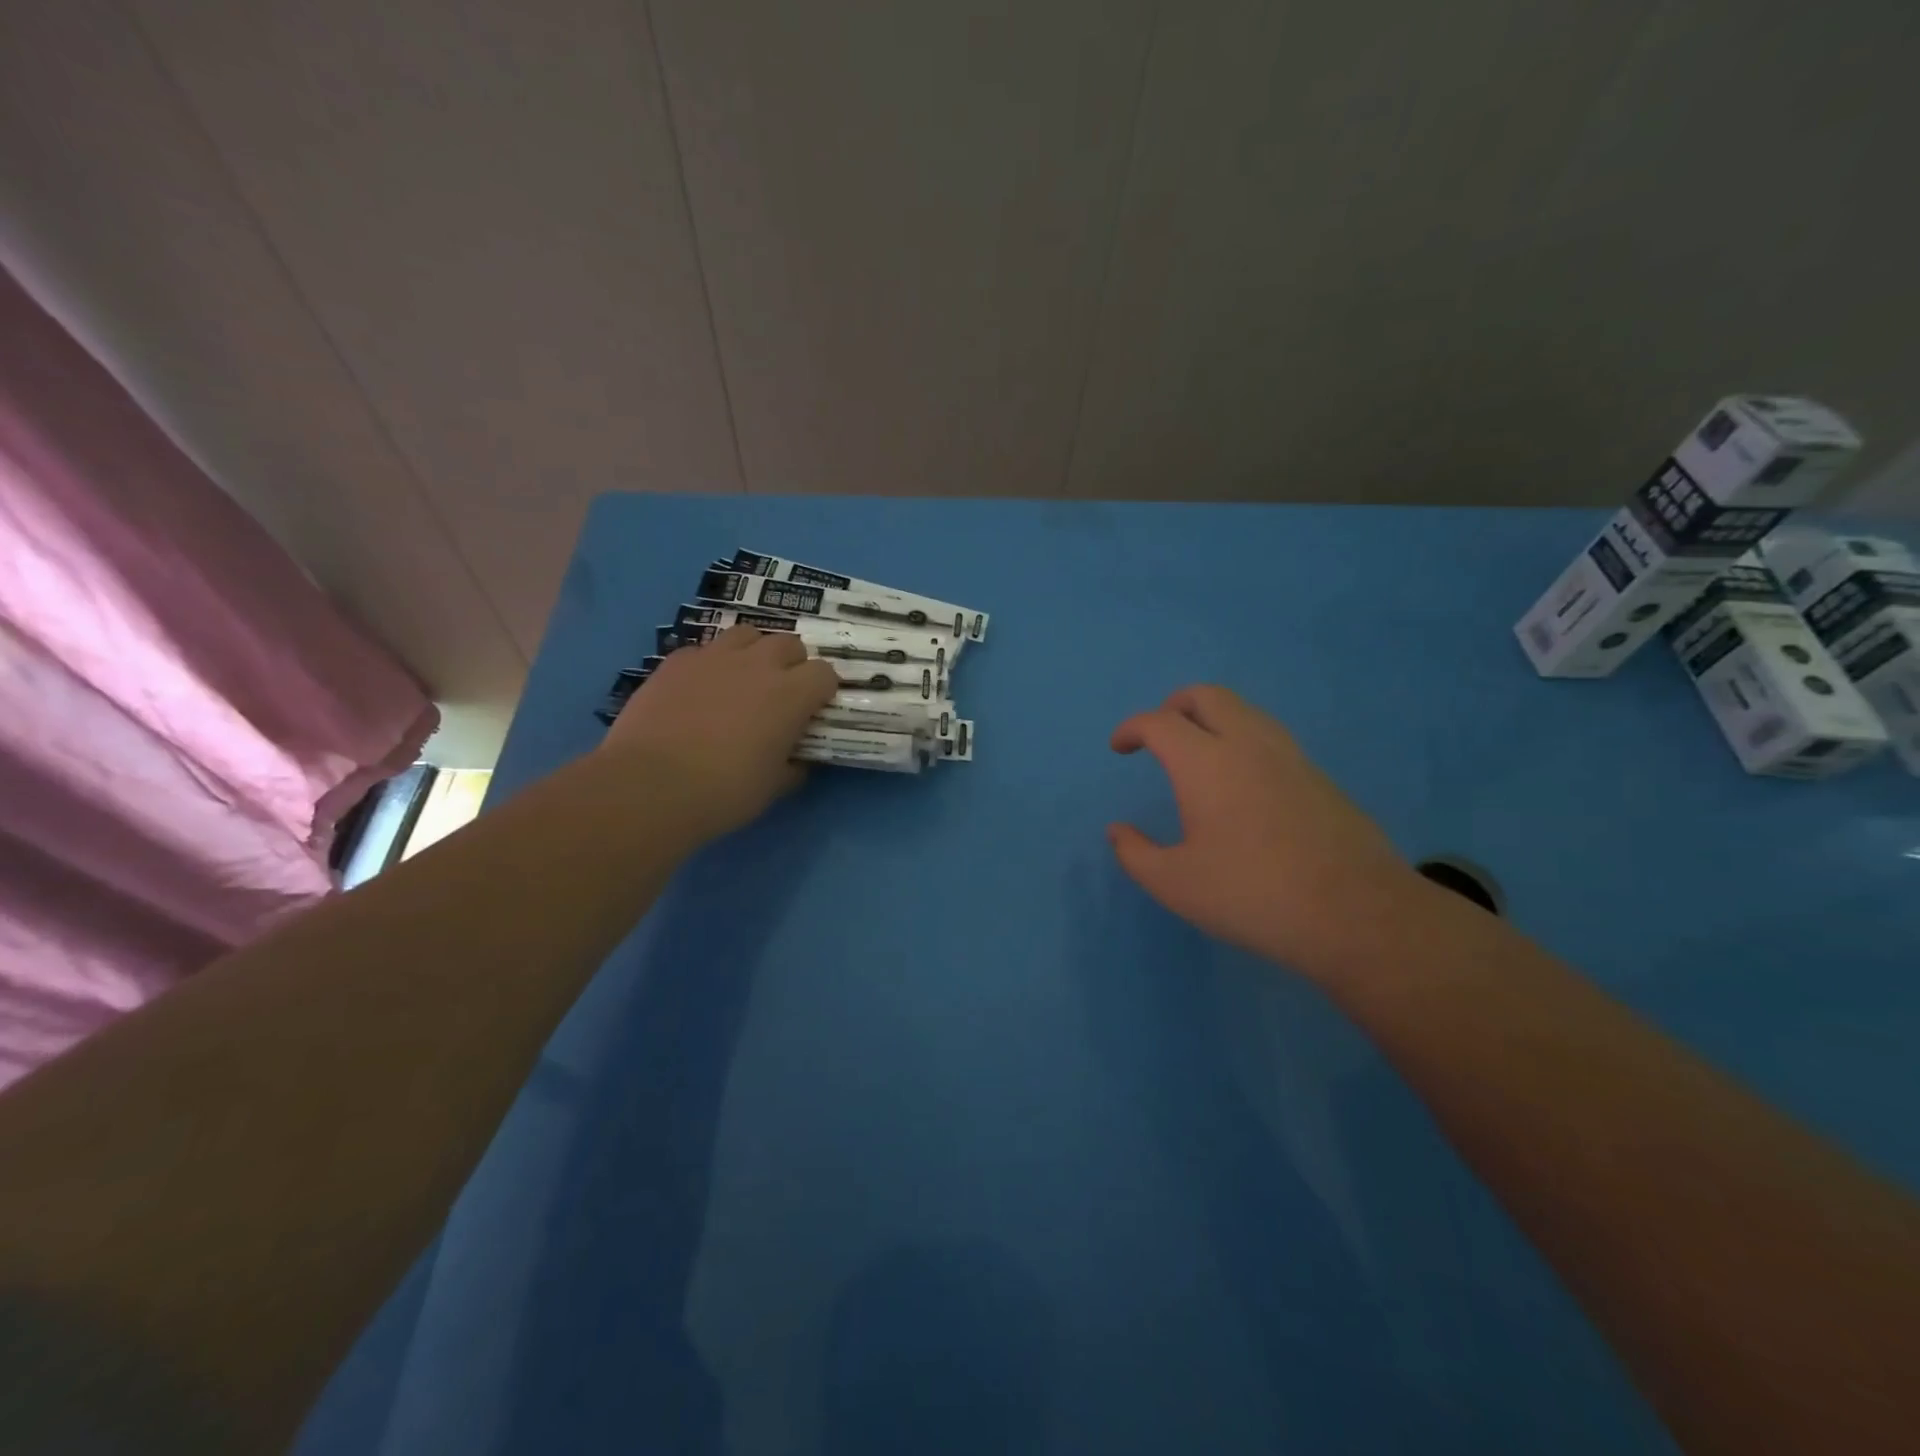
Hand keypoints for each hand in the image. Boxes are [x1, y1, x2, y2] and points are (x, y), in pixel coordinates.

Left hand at [602, 627, 839, 840]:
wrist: (650, 785)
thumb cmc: (724, 791)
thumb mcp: (773, 787)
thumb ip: (793, 766)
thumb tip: (798, 760)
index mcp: (791, 694)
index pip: (825, 673)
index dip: (823, 690)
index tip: (814, 710)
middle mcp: (758, 664)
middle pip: (789, 644)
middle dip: (792, 664)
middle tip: (781, 694)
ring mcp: (715, 657)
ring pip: (747, 635)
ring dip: (753, 652)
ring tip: (743, 679)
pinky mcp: (677, 661)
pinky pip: (704, 651)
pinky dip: (711, 665)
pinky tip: (700, 689)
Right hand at [1108, 685, 1421, 976]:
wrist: (1356, 913)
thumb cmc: (1251, 894)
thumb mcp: (1175, 884)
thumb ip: (1135, 853)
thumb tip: (1118, 830)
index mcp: (1205, 762)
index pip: (1159, 722)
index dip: (1132, 728)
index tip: (1120, 748)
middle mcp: (1248, 744)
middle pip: (1207, 696)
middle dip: (1173, 706)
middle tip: (1158, 735)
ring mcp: (1290, 757)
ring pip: (1244, 711)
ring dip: (1212, 718)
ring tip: (1198, 754)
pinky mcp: (1319, 777)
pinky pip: (1270, 737)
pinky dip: (1242, 740)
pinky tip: (1240, 783)